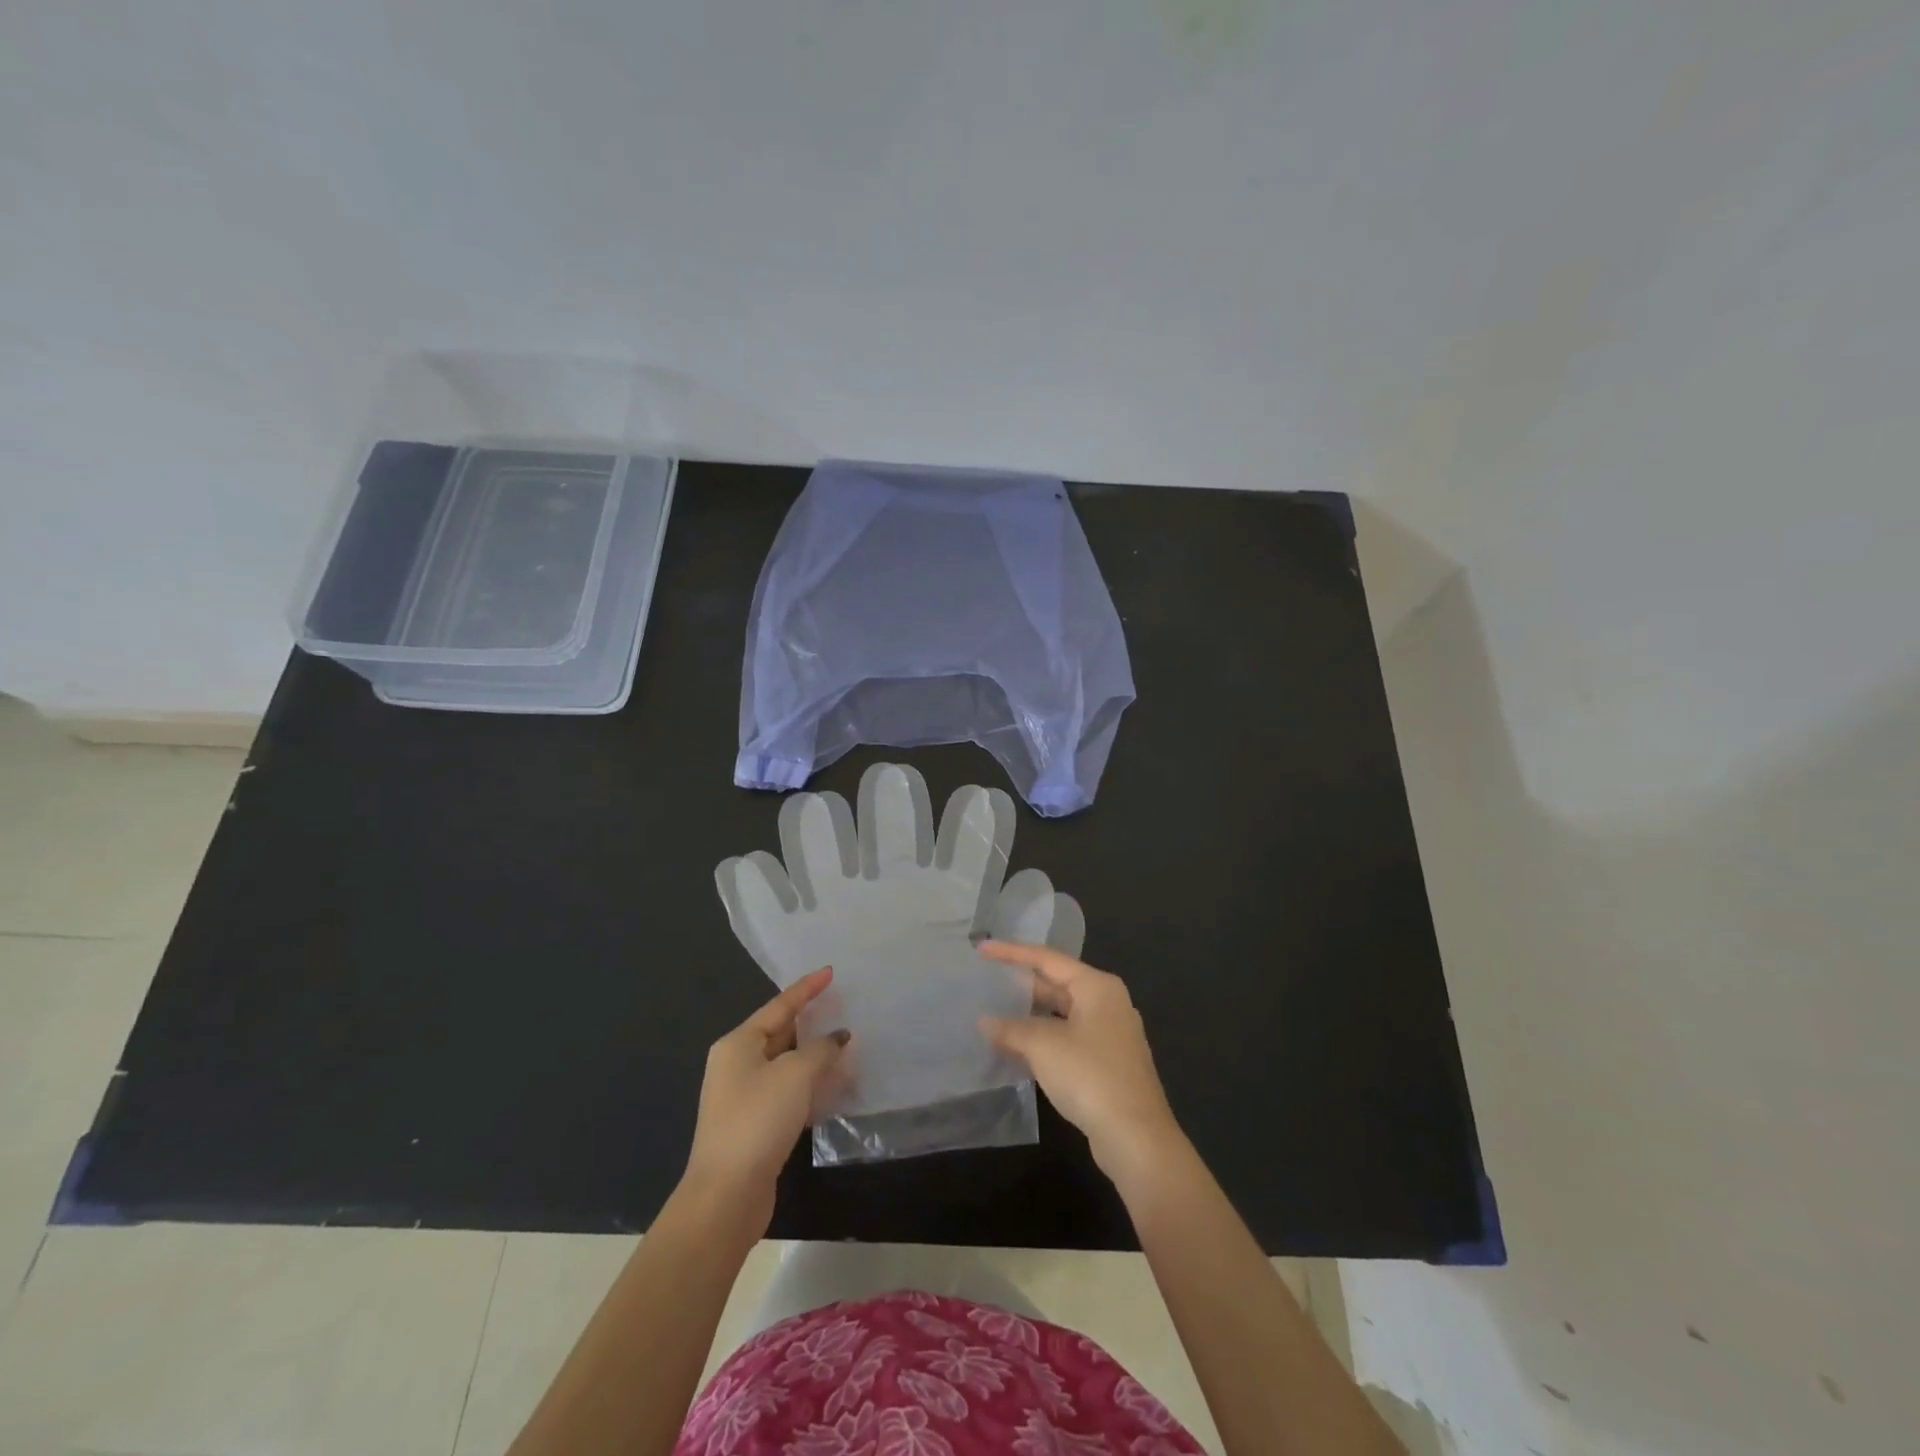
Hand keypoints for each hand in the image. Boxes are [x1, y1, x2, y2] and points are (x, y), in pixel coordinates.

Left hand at [683, 967, 848, 1231]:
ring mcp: (744, 1097)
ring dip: (815, 1057)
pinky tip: (836, 1088)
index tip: (831, 972)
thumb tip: (838, 1037)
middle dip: (813, 1023)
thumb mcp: (795, 1074)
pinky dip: (811, 1086)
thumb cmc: (757, 1120)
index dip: (807, 988)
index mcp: (738, 1043)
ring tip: (848, 1046)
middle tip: (845, 1008)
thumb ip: (821, 1049)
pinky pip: (788, 1092)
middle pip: (781, 1033)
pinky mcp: (755, 1125)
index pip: (779, 1005)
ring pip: (787, 1065)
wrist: (726, 1195)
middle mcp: (737, 1065)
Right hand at [978, 941, 1186, 1192]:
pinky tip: (1018, 1048)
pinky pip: (1068, 1037)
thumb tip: (986, 1022)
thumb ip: (1012, 1028)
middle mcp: (1108, 1002)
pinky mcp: (1108, 1062)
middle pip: (1057, 983)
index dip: (1012, 952)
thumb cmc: (1090, 1076)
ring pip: (1062, 1013)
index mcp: (1097, 986)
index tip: (982, 949)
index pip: (1047, 959)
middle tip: (987, 980)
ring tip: (995, 1013)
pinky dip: (1043, 1038)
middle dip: (1022, 985)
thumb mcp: (1043, 1046)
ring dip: (1030, 1016)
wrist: (1135, 1137)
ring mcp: (1111, 1033)